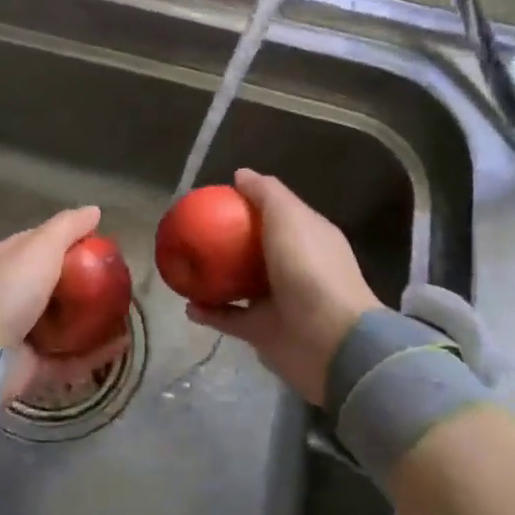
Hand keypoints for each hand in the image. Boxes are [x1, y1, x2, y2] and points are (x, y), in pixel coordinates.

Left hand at [0, 206, 130, 403]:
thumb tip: (95, 210)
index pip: (40, 244)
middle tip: (119, 281)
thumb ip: (67, 227)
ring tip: (125, 313)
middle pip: (56, 284)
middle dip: (86, 282)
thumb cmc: (8, 291)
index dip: (70, 240)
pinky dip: (95, 353)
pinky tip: (122, 345)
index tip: (101, 245)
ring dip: (93, 319)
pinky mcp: (34, 366)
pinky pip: (71, 358)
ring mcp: (22, 333)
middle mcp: (12, 295)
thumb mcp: (39, 248)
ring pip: (64, 322)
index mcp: (6, 262)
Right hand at [186, 169, 378, 405]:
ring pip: (240, 285)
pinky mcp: (264, 331)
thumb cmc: (310, 268)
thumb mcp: (289, 218)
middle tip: (195, 233)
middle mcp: (294, 267)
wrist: (329, 340)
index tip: (216, 199)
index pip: (277, 213)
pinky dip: (210, 312)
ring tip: (185, 268)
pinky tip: (188, 305)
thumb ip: (266, 193)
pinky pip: (230, 318)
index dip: (249, 203)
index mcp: (306, 237)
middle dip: (228, 241)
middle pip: (256, 248)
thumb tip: (241, 174)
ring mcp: (279, 301)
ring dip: (215, 278)